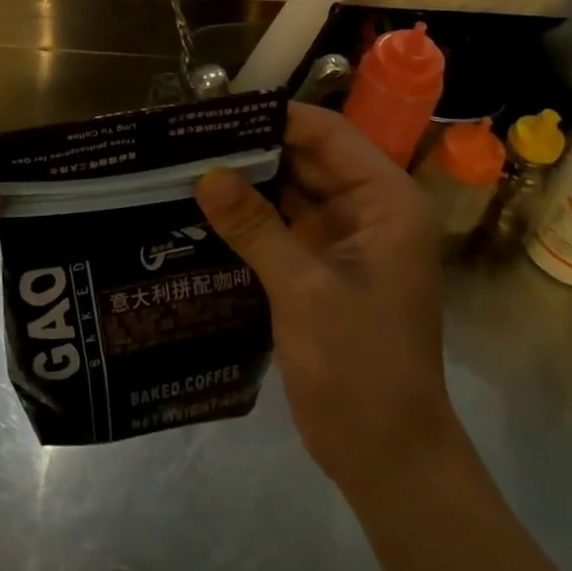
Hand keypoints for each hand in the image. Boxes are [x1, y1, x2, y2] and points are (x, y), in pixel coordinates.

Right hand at [196, 103, 454, 501]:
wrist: (387, 457)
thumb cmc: (361, 367)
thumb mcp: (304, 290)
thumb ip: (254, 226)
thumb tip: (204, 174)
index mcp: (385, 200)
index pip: (326, 132)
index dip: (272, 116)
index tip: (213, 113)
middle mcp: (367, 208)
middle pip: (304, 155)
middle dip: (249, 145)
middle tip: (185, 136)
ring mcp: (343, 237)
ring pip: (288, 186)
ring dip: (244, 177)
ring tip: (184, 160)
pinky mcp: (320, 263)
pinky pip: (280, 220)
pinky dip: (247, 212)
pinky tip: (202, 204)